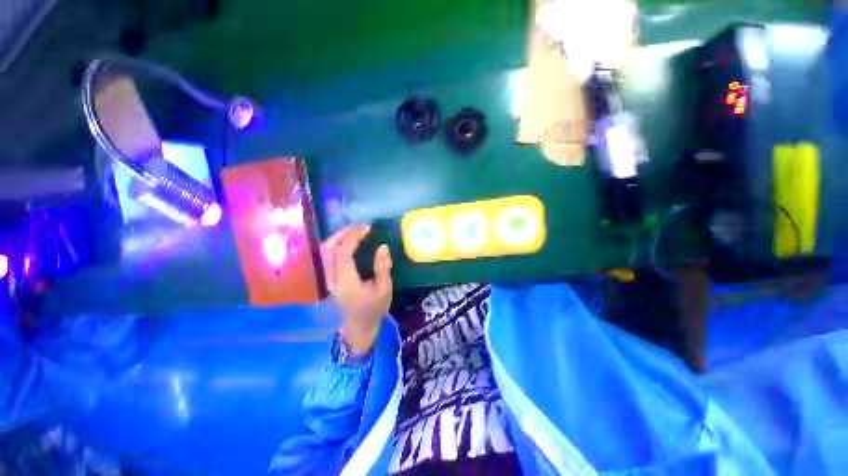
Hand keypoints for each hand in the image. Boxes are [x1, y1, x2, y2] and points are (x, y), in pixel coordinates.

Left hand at [321, 225, 392, 354]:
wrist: (359, 327)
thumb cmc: (373, 309)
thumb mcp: (384, 290)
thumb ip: (382, 268)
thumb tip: (383, 246)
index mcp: (346, 281)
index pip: (343, 252)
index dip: (353, 237)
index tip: (367, 228)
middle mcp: (332, 278)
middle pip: (328, 248)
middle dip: (343, 233)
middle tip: (360, 227)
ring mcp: (328, 279)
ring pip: (325, 251)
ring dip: (338, 237)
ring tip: (355, 232)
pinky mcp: (330, 279)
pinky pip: (328, 256)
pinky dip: (337, 245)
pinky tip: (349, 243)